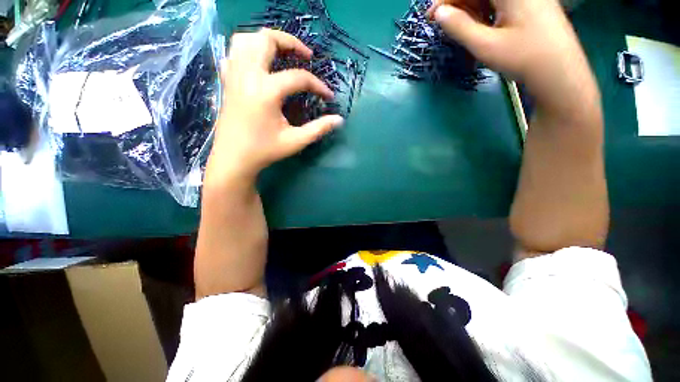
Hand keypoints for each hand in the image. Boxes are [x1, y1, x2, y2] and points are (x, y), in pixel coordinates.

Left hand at [207, 29, 343, 186]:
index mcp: (266, 92)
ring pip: (247, 39)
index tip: (328, 96)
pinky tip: (260, 63)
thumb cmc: (265, 151)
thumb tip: (339, 120)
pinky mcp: (227, 81)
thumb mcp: (295, 141)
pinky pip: (235, 52)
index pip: (299, 77)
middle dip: (291, 43)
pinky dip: (249, 49)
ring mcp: (234, 75)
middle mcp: (248, 76)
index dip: (318, 85)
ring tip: (283, 54)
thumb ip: (319, 129)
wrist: (233, 158)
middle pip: (267, 40)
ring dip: (268, 41)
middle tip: (306, 56)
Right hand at [427, 0, 584, 85]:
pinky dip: (485, 11)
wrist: (560, 72)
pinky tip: (480, 26)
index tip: (432, 16)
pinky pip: (501, 3)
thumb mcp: (485, 45)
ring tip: (461, 29)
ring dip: (471, 9)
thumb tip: (439, 14)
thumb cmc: (523, 58)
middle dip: (459, 3)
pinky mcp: (531, 5)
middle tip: (445, 23)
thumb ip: (459, 27)